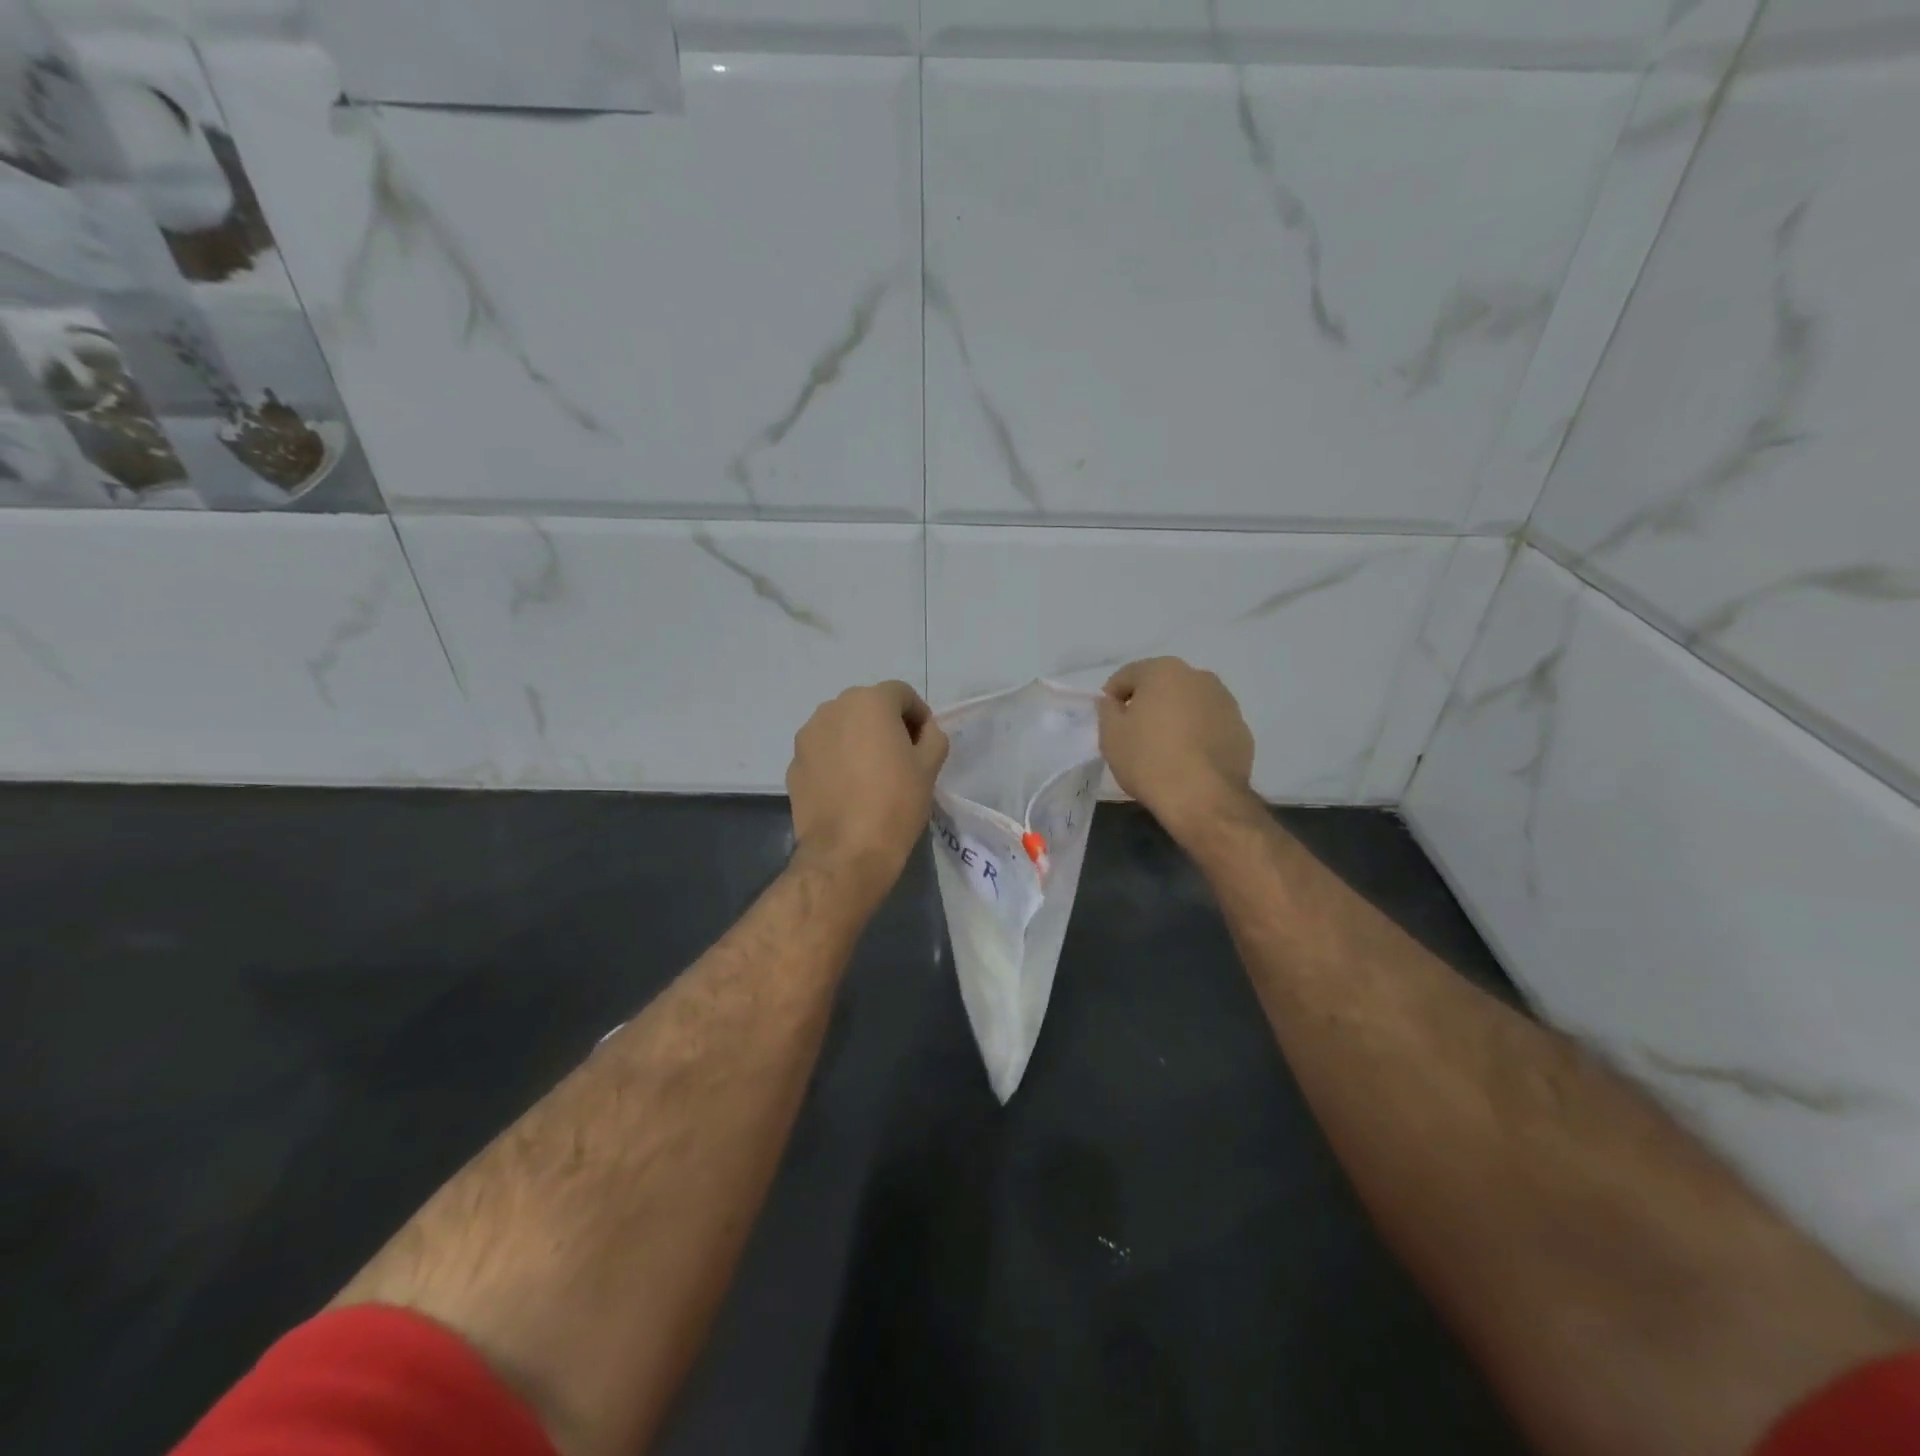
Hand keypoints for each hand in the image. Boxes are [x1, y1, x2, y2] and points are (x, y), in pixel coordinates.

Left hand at [788, 681, 948, 888]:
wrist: (846, 852)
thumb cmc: (895, 802)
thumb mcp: (930, 766)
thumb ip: (932, 736)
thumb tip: (923, 731)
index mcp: (869, 702)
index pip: (901, 694)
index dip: (918, 715)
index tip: (924, 742)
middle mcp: (832, 708)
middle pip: (867, 706)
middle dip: (886, 724)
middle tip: (901, 757)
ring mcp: (808, 736)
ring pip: (841, 728)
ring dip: (858, 740)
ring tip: (871, 774)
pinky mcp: (794, 764)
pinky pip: (823, 752)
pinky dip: (837, 761)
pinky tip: (848, 790)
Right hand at [1099, 658, 1256, 842]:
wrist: (1204, 798)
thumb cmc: (1149, 760)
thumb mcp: (1111, 735)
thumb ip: (1107, 709)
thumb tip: (1114, 702)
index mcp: (1164, 671)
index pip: (1127, 676)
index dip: (1112, 697)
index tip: (1109, 720)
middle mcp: (1199, 677)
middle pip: (1162, 685)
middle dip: (1147, 703)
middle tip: (1135, 733)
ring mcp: (1226, 702)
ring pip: (1189, 704)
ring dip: (1175, 717)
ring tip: (1165, 748)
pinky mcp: (1242, 729)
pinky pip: (1209, 725)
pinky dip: (1197, 734)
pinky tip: (1189, 760)